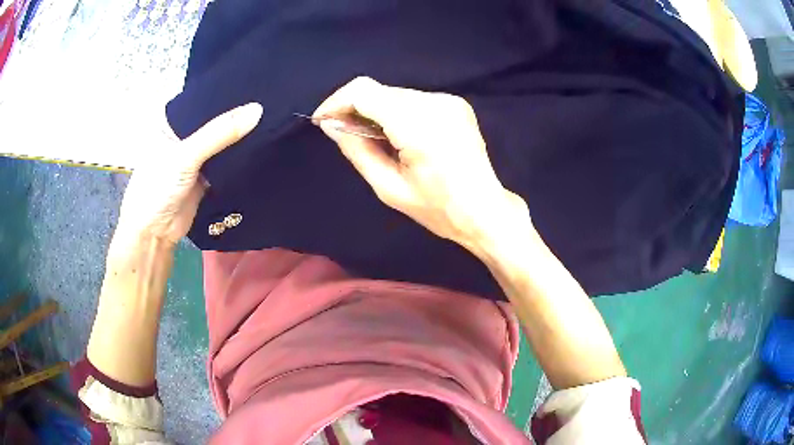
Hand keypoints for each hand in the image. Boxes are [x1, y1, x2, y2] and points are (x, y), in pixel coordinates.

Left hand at [114, 103, 262, 246]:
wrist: (154, 235)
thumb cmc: (157, 188)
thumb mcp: (185, 156)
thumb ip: (219, 133)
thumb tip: (257, 110)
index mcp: (170, 121)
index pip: (201, 99)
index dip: (225, 91)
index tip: (255, 81)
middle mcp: (182, 135)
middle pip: (213, 120)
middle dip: (235, 114)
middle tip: (270, 97)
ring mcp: (194, 157)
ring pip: (221, 141)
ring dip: (239, 135)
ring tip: (271, 115)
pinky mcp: (205, 175)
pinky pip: (225, 161)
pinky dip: (238, 156)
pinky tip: (261, 143)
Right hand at [314, 77, 524, 249]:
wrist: (484, 210)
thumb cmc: (436, 208)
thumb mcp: (388, 188)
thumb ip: (357, 150)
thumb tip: (330, 125)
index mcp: (418, 126)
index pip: (364, 91)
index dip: (337, 101)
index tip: (324, 120)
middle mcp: (435, 103)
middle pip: (380, 91)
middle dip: (356, 108)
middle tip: (346, 135)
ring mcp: (449, 101)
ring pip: (395, 94)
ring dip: (377, 111)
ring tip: (376, 140)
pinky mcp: (456, 103)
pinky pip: (414, 99)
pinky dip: (398, 112)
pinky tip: (401, 136)